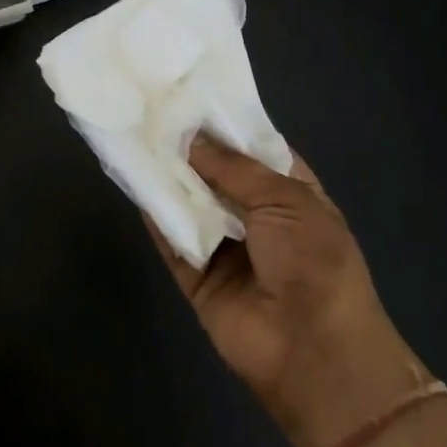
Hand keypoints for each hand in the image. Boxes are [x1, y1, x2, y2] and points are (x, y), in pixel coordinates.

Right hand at [148, 137, 429, 446]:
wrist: (313, 351)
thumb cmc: (314, 261)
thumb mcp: (285, 199)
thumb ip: (234, 168)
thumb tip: (192, 139)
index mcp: (291, 192)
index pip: (254, 148)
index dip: (225, 124)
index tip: (189, 94)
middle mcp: (257, 215)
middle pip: (216, 173)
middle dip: (189, 147)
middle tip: (151, 108)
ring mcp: (226, 246)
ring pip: (190, 203)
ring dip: (167, 175)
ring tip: (134, 134)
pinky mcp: (198, 276)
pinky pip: (172, 239)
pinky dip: (154, 214)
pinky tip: (132, 179)